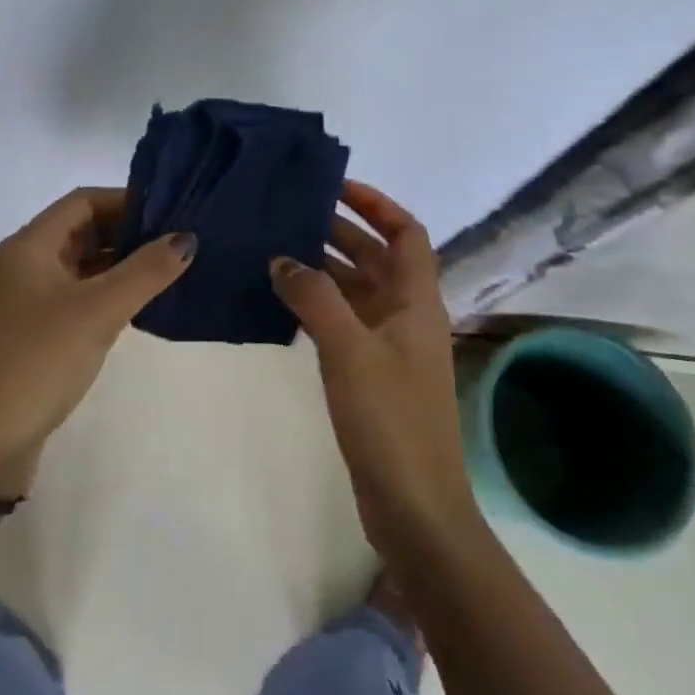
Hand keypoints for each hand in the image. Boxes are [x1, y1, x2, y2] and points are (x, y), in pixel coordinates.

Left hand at [0, 188, 196, 499]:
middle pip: (83, 230)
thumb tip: (187, 238)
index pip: (83, 201)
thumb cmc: (38, 361)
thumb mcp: (97, 311)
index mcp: (30, 246)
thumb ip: (145, 272)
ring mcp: (30, 299)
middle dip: (128, 231)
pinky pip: (80, 296)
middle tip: (178, 239)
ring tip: (170, 267)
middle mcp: (27, 264)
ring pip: (83, 264)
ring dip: (121, 262)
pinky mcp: (38, 331)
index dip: (126, 200)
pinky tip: (142, 303)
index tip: (170, 210)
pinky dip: (110, 292)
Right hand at [270, 180, 475, 554]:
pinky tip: (284, 302)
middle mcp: (407, 316)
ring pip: (358, 290)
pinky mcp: (372, 374)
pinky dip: (318, 305)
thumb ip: (314, 297)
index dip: (376, 204)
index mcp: (416, 301)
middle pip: (377, 258)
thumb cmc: (390, 419)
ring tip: (278, 249)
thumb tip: (282, 258)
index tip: (334, 187)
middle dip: (340, 232)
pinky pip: (344, 322)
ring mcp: (390, 347)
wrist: (414, 506)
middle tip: (291, 214)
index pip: (406, 233)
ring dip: (325, 268)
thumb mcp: (349, 349)